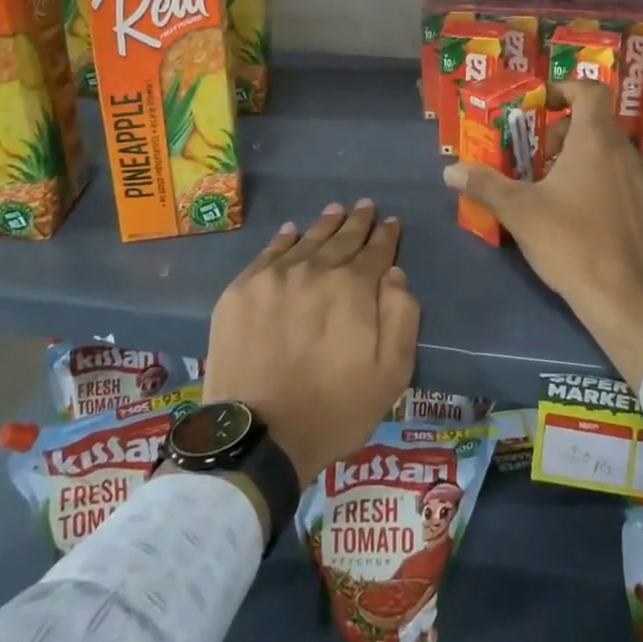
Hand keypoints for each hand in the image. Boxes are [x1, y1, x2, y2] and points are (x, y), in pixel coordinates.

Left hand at [201, 200, 419, 487]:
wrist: (258, 435)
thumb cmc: (333, 410)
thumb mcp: (390, 375)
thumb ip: (401, 318)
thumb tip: (395, 274)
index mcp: (352, 288)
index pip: (376, 252)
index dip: (386, 236)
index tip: (391, 222)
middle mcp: (314, 270)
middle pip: (341, 239)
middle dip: (357, 222)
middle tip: (366, 206)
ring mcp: (274, 277)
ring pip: (306, 240)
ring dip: (324, 225)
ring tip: (335, 210)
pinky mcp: (241, 290)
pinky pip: (268, 253)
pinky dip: (284, 239)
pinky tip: (291, 231)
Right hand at [443, 80, 642, 388]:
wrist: (627, 299)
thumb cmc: (571, 242)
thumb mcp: (519, 211)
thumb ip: (485, 185)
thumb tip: (450, 169)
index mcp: (595, 141)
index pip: (589, 91)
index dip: (564, 89)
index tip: (540, 105)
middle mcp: (623, 153)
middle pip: (595, 122)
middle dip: (562, 131)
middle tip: (534, 154)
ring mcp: (640, 183)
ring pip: (608, 152)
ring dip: (579, 157)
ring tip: (549, 185)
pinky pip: (619, 178)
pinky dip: (596, 180)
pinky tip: (575, 214)